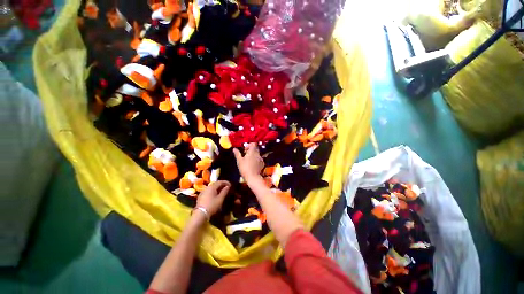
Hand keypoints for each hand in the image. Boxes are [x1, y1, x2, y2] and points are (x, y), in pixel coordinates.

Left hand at [196, 181, 230, 215]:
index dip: (226, 182)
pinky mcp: (201, 196)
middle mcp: (207, 188)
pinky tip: (215, 195)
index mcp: (212, 187)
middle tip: (227, 187)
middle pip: (215, 184)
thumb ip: (224, 191)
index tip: (230, 185)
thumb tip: (227, 186)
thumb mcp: (220, 199)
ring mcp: (203, 192)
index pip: (220, 182)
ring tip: (222, 191)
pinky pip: (209, 191)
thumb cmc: (212, 206)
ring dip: (217, 188)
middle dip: (222, 184)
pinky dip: (213, 191)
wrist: (200, 214)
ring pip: (212, 187)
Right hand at [233, 143, 263, 181]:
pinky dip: (256, 159)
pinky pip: (259, 159)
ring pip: (257, 154)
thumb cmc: (245, 168)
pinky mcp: (262, 163)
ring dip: (253, 155)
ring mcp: (261, 158)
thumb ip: (237, 154)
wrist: (253, 177)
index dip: (249, 145)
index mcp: (252, 151)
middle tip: (245, 155)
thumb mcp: (239, 160)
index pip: (253, 144)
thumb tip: (234, 149)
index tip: (244, 150)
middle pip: (255, 148)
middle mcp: (258, 154)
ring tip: (248, 160)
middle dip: (250, 150)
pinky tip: (252, 164)